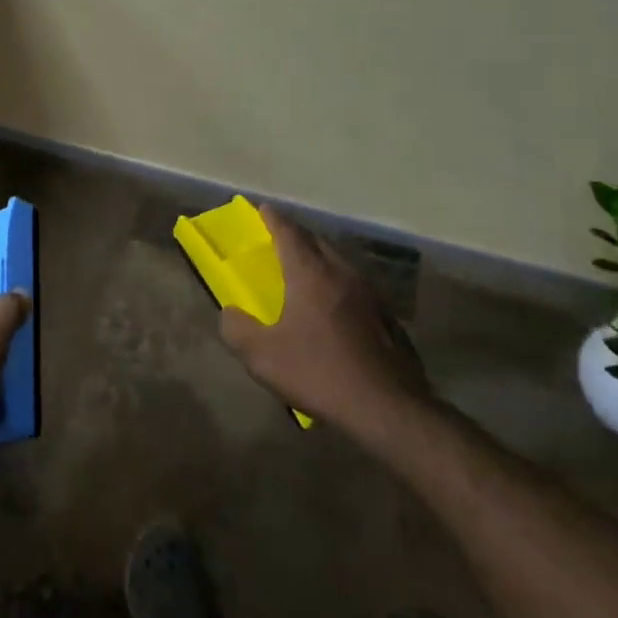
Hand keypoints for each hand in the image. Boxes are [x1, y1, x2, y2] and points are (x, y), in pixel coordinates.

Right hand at [219, 205, 435, 454]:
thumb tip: (229, 313)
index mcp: (310, 273)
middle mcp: (342, 273)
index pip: (288, 232)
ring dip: (320, 260)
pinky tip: (335, 309)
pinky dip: (339, 286)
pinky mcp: (388, 318)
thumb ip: (237, 329)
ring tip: (305, 270)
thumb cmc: (319, 372)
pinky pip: (356, 288)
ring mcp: (370, 294)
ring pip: (340, 263)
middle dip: (297, 236)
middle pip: (317, 242)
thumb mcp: (262, 355)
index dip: (272, 218)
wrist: (388, 408)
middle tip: (280, 239)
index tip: (262, 208)